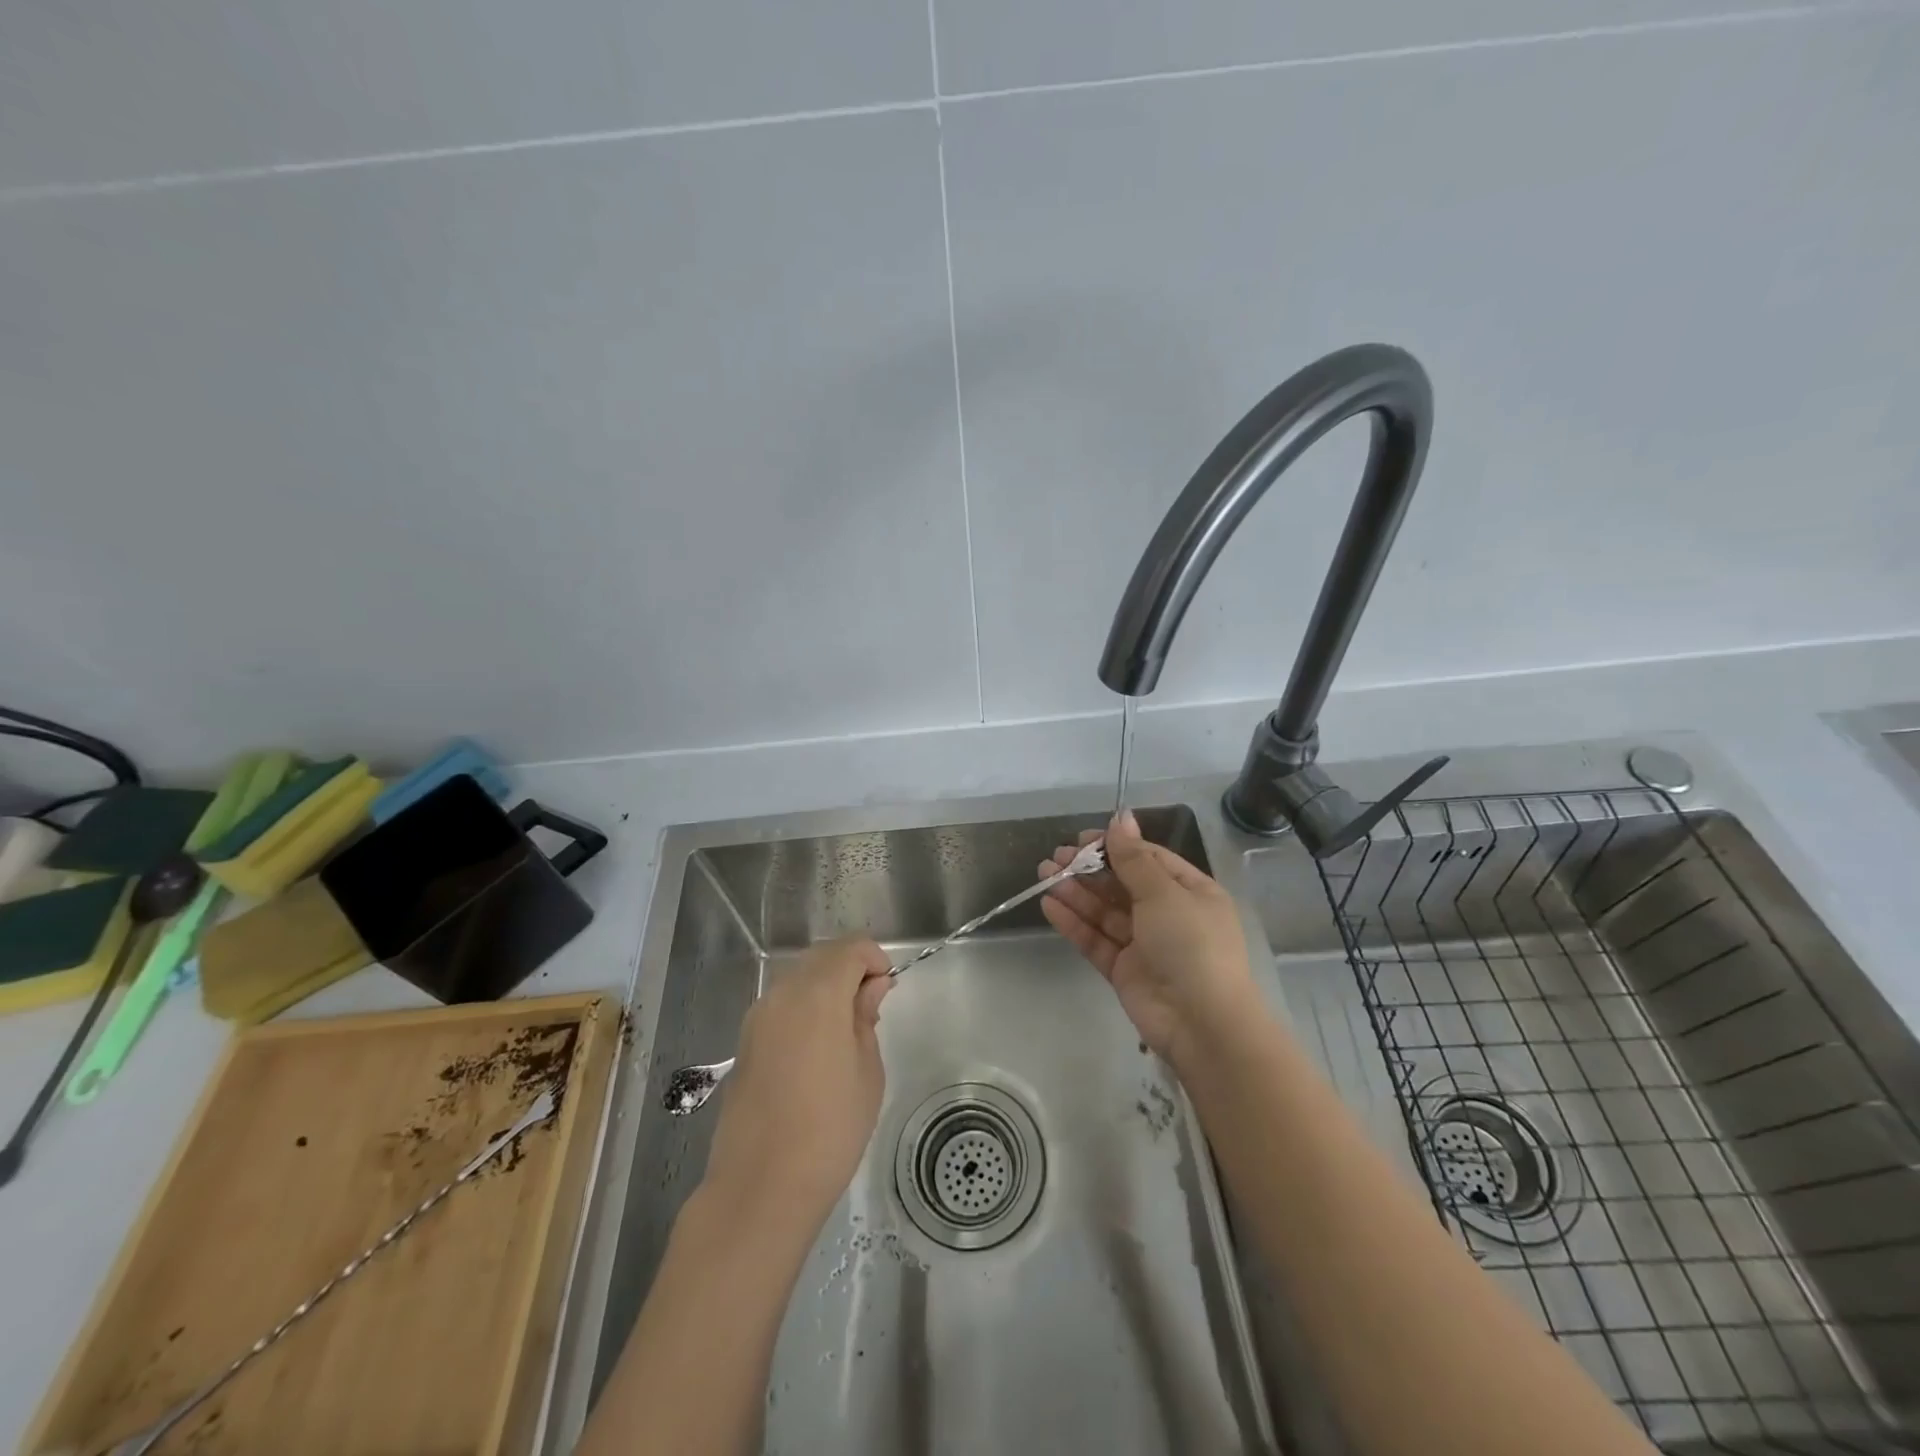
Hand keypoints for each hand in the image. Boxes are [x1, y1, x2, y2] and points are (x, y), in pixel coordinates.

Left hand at [702, 938, 893, 1230]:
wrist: (761, 1186)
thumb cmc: (830, 1129)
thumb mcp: (867, 1071)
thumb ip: (866, 1018)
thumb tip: (870, 987)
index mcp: (818, 994)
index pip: (850, 948)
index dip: (874, 959)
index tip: (887, 990)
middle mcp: (782, 994)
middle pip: (822, 957)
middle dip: (850, 969)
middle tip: (871, 1008)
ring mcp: (758, 1017)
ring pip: (798, 979)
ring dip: (825, 988)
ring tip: (845, 1032)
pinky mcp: (745, 1042)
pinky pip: (781, 1005)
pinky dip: (803, 1008)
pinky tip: (816, 1049)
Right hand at [1039, 810, 1258, 1067]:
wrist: (1202, 1023)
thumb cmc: (1191, 944)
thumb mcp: (1164, 893)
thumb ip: (1134, 858)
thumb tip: (1121, 817)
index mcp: (1190, 891)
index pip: (1148, 859)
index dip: (1114, 846)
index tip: (1081, 838)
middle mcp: (1168, 915)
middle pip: (1122, 884)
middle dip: (1088, 869)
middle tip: (1054, 858)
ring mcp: (1145, 944)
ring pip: (1104, 911)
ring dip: (1075, 892)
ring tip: (1043, 875)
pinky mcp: (1124, 970)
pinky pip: (1096, 939)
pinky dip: (1074, 922)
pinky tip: (1050, 905)